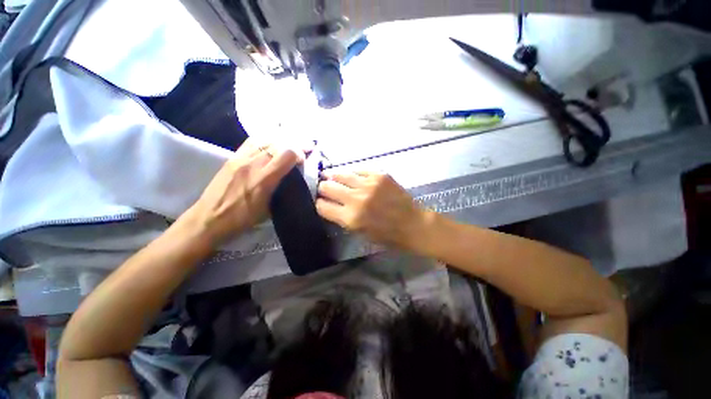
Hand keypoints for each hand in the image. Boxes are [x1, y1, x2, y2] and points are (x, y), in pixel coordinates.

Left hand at [185, 138, 306, 244]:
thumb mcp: (269, 210)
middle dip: (293, 145)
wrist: (209, 218)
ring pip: (265, 140)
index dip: (299, 153)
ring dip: (280, 142)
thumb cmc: (242, 218)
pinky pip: (251, 142)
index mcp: (264, 179)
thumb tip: (293, 181)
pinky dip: (265, 140)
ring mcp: (241, 158)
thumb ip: (282, 192)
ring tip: (286, 147)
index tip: (303, 160)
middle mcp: (253, 164)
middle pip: (278, 144)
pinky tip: (269, 145)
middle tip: (300, 151)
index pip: (287, 154)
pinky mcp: (232, 157)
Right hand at [316, 171, 431, 249]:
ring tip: (334, 178)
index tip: (321, 202)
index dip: (319, 204)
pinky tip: (354, 178)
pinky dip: (353, 174)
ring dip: (334, 177)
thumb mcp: (360, 232)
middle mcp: (356, 199)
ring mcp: (368, 184)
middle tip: (326, 189)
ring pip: (340, 174)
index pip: (322, 206)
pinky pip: (358, 170)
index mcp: (351, 218)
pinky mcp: (379, 175)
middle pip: (327, 186)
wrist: (413, 224)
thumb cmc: (387, 234)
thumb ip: (342, 218)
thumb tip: (330, 204)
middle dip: (323, 189)